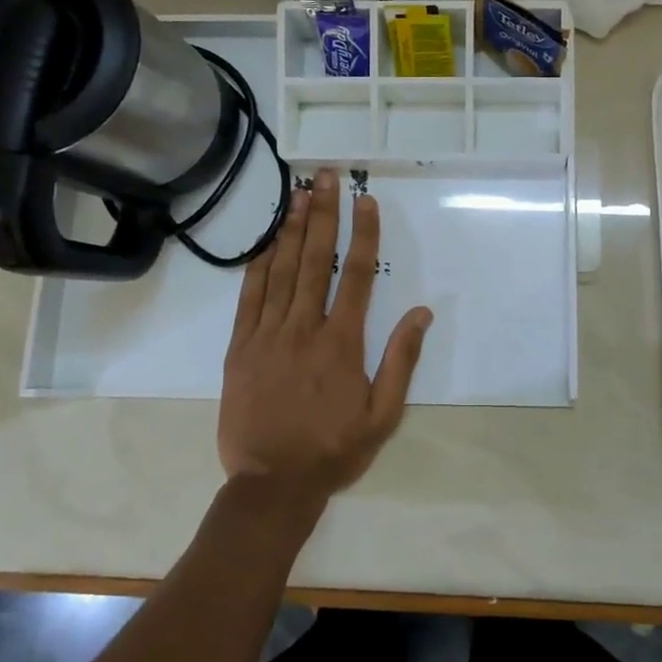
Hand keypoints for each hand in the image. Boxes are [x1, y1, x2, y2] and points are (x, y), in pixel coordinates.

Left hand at [218, 168, 433, 512]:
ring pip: (281, 272)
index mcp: (341, 343)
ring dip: (290, 230)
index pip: (355, 275)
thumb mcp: (383, 415)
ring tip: (298, 194)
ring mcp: (267, 336)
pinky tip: (266, 242)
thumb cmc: (333, 450)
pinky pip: (249, 298)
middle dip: (323, 215)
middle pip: (315, 260)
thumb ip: (401, 361)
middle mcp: (303, 329)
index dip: (363, 234)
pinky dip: (258, 266)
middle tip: (325, 177)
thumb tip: (421, 312)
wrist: (271, 485)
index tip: (365, 201)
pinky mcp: (240, 348)